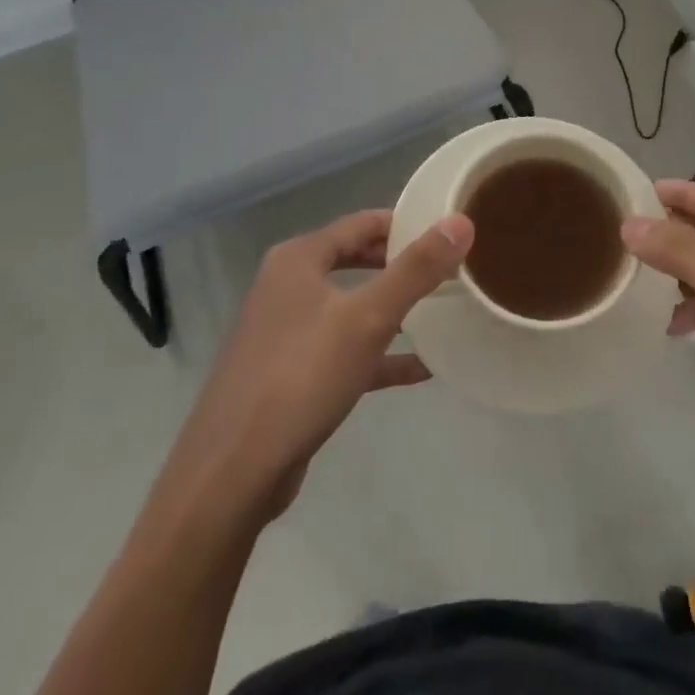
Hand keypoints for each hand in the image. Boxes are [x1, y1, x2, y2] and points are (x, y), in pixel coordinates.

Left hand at [167, 209, 471, 520]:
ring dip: (392, 310)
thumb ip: (416, 269)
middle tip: (448, 269)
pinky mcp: (291, 374)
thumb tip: (461, 222)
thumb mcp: (368, 318)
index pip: (361, 223)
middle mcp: (288, 286)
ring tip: (441, 312)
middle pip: (355, 261)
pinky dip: (379, 354)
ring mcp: (286, 331)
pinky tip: (421, 369)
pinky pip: (344, 351)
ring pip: (351, 307)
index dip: (404, 223)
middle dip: (400, 265)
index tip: (447, 231)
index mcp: (298, 259)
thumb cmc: (301, 377)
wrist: (233, 472)